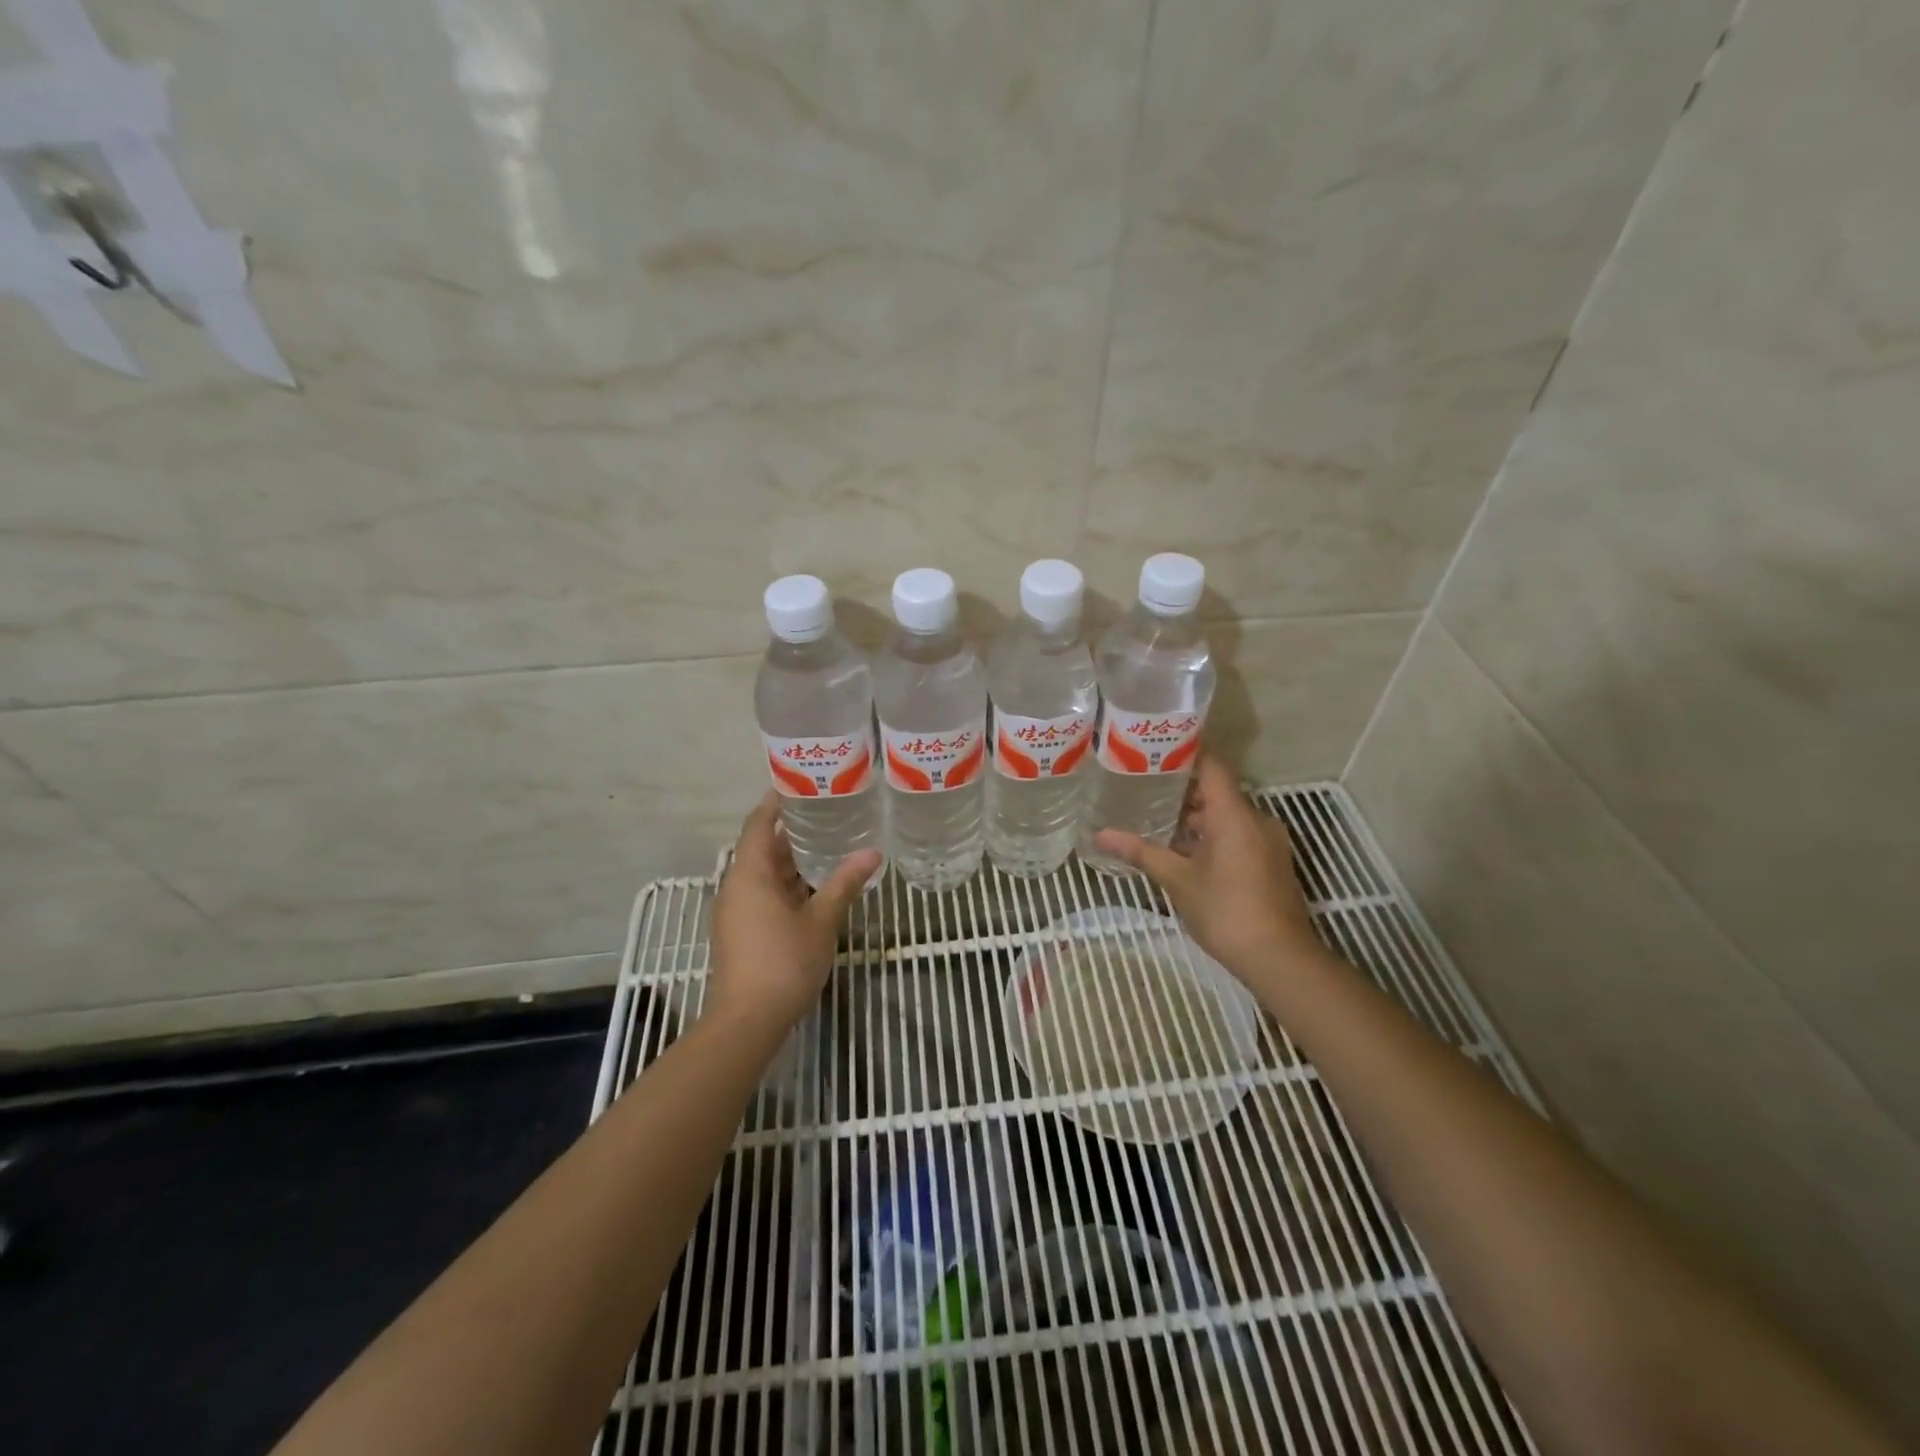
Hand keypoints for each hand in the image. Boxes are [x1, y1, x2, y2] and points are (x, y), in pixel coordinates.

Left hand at [707, 792, 880, 1037]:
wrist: (747, 1021)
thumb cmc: (784, 963)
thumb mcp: (821, 920)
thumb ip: (844, 883)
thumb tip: (872, 853)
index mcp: (750, 875)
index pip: (758, 824)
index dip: (775, 802)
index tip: (799, 783)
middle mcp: (738, 886)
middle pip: (761, 848)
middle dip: (791, 831)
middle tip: (827, 812)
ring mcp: (737, 911)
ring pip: (765, 874)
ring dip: (792, 860)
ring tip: (828, 842)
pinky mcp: (743, 931)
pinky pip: (764, 894)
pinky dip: (788, 883)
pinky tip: (816, 885)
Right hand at [1093, 754, 1322, 986]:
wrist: (1280, 959)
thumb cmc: (1226, 911)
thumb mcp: (1177, 880)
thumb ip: (1141, 852)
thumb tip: (1101, 835)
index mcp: (1234, 814)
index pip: (1211, 766)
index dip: (1184, 753)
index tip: (1153, 750)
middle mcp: (1256, 820)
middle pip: (1217, 791)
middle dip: (1182, 790)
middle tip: (1143, 787)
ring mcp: (1266, 842)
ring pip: (1227, 816)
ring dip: (1195, 818)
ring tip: (1156, 818)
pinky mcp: (1269, 862)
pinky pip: (1237, 834)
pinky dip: (1211, 835)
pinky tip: (1183, 851)